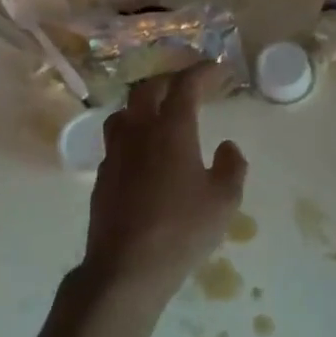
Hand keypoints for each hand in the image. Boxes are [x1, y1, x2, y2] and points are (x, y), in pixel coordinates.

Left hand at [84, 66, 248, 303]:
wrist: (126, 268)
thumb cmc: (181, 231)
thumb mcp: (224, 201)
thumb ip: (232, 167)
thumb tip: (228, 146)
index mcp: (171, 130)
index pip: (185, 86)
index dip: (202, 72)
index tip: (216, 69)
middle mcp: (139, 131)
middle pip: (149, 89)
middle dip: (170, 80)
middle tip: (188, 86)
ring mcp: (116, 152)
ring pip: (125, 111)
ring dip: (144, 104)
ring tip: (159, 113)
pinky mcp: (103, 175)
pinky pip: (116, 140)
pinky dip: (132, 133)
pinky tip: (143, 152)